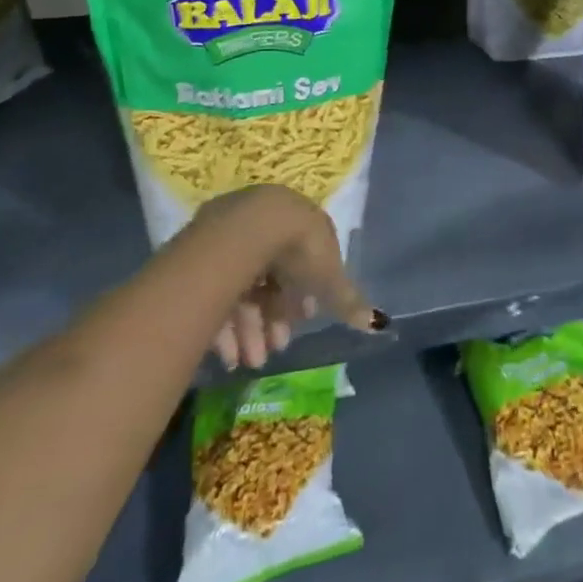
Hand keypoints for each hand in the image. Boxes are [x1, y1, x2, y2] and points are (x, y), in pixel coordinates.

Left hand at [192, 186, 384, 371]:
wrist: (249, 229)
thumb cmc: (299, 250)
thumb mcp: (329, 278)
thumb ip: (348, 299)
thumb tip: (379, 322)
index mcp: (300, 221)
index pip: (304, 261)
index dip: (304, 294)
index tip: (303, 321)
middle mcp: (267, 224)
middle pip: (272, 278)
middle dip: (275, 318)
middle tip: (275, 349)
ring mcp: (234, 235)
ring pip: (245, 288)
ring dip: (252, 329)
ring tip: (252, 360)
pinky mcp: (203, 251)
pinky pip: (218, 291)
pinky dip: (226, 324)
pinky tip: (229, 353)